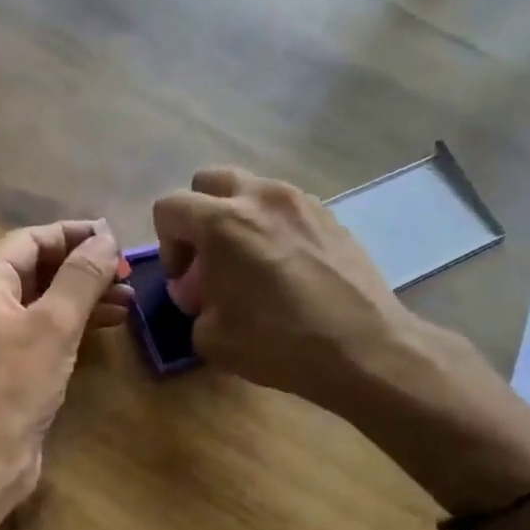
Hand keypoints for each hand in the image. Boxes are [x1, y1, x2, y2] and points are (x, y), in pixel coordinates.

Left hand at [0, 220, 130, 501]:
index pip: (31, 240)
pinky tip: (107, 327)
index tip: (117, 240)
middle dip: (83, 269)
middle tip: (127, 275)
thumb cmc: (12, 385)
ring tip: (129, 302)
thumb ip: (81, 277)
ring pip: (43, 301)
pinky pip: (42, 331)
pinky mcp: (6, 366)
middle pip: (37, 268)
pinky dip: (73, 325)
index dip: (74, 235)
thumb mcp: (54, 324)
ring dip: (84, 298)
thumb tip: (106, 238)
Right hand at [151, 168, 429, 407]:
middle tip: (209, 259)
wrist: (363, 348)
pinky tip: (286, 270)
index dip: (166, 244)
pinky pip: (286, 209)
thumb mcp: (211, 338)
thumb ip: (195, 306)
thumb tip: (204, 295)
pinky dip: (273, 228)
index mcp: (223, 222)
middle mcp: (261, 198)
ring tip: (250, 265)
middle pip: (210, 181)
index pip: (169, 207)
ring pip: (252, 190)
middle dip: (198, 216)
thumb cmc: (279, 343)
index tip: (184, 280)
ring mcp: (302, 202)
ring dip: (238, 219)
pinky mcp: (331, 217)